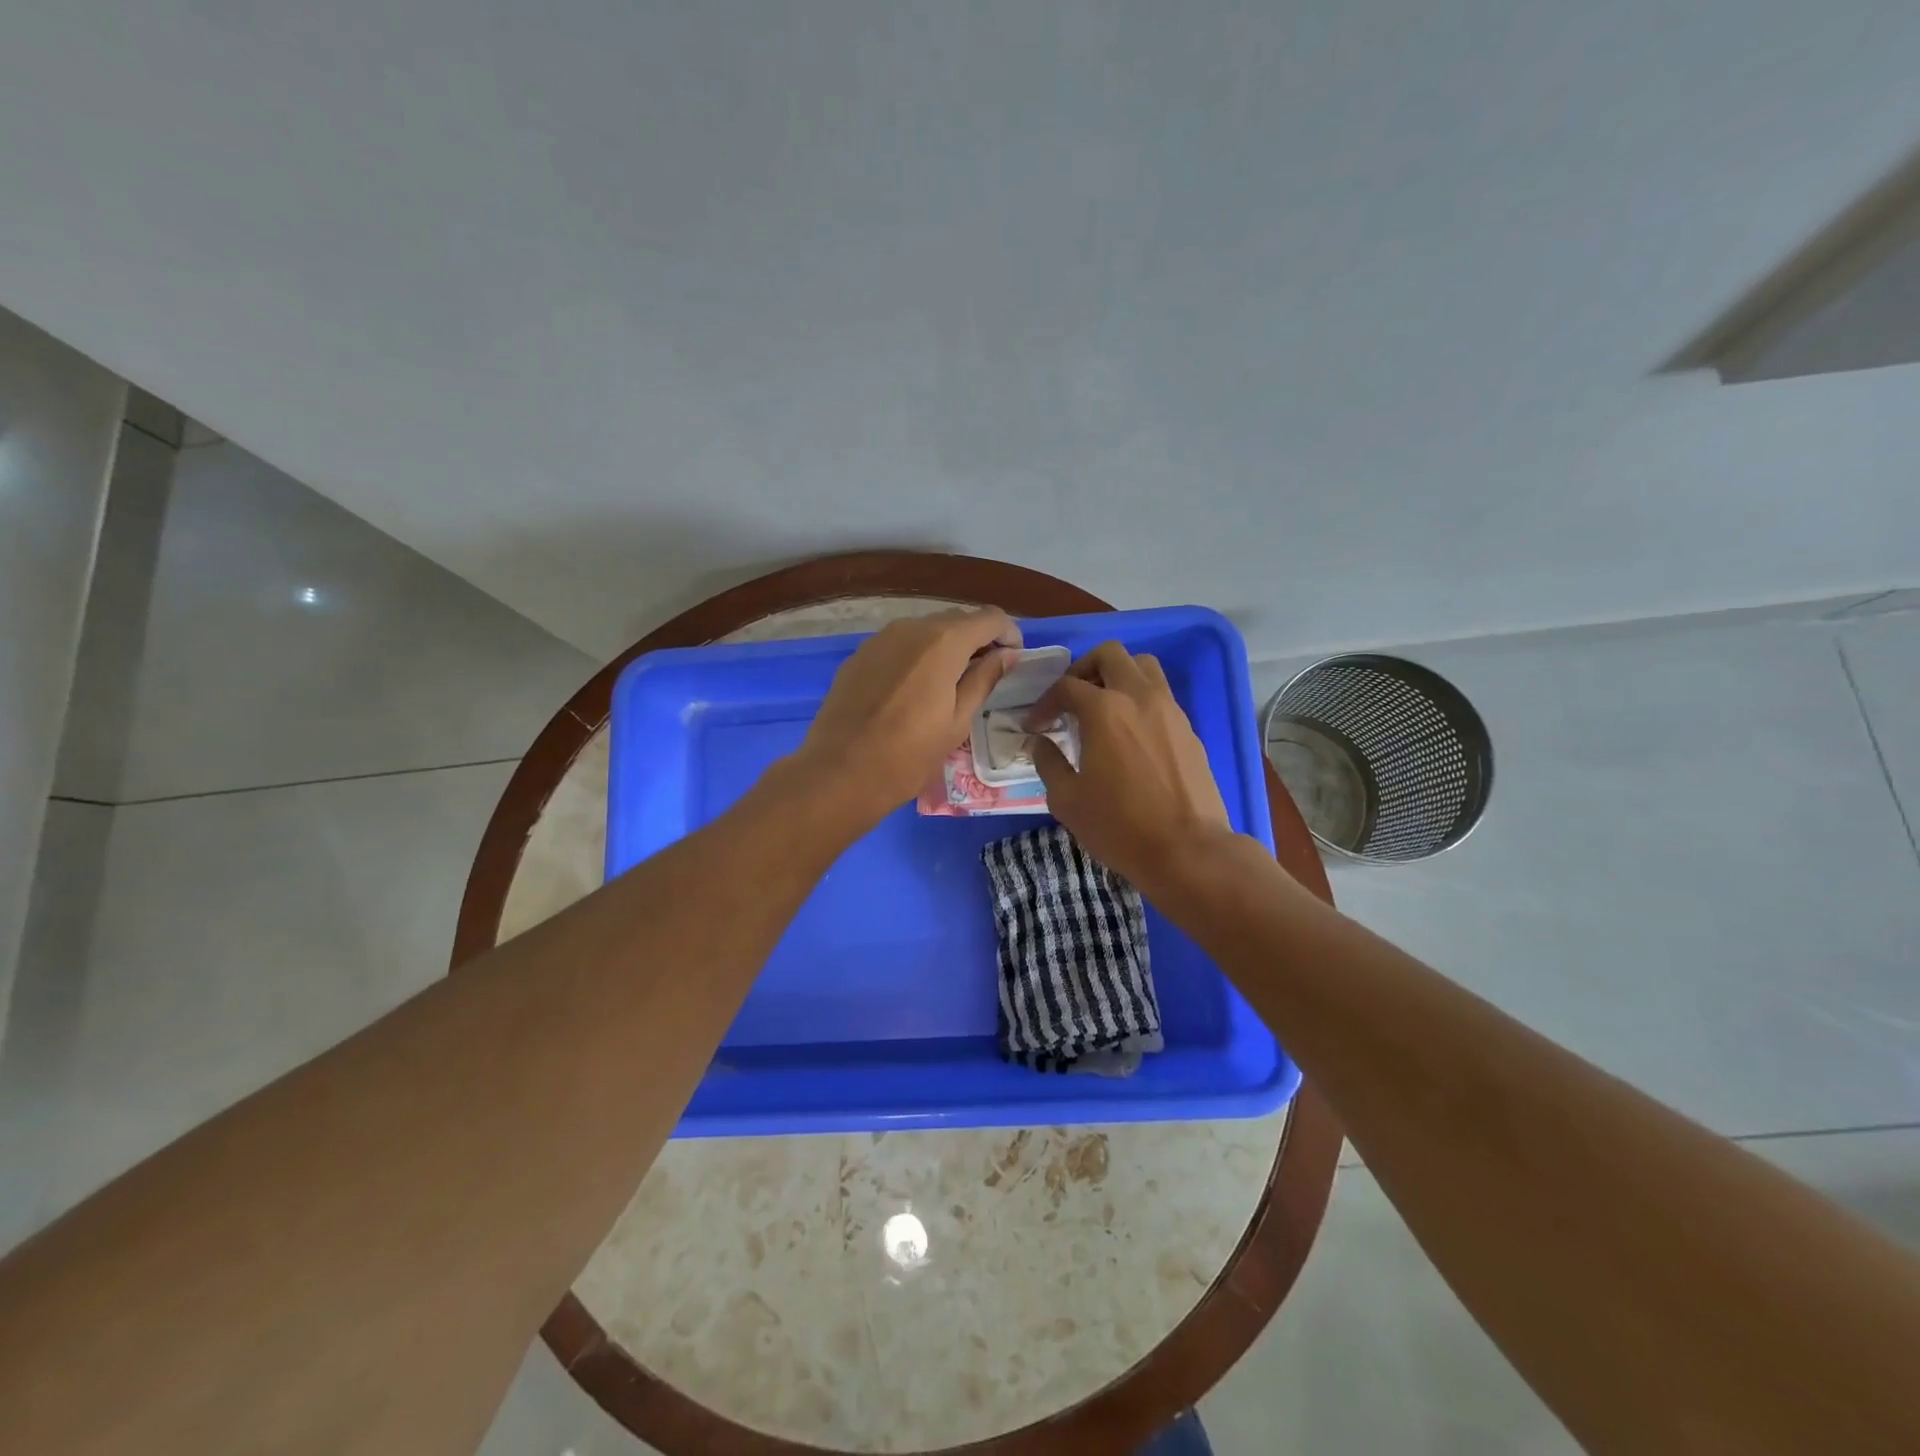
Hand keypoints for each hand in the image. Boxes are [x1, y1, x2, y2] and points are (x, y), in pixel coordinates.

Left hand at [797, 607, 1021, 825]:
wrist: (839, 773)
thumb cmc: (908, 755)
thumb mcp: (957, 721)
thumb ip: (984, 679)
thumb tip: (1007, 654)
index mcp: (943, 642)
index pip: (990, 617)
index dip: (1008, 634)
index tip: (1014, 659)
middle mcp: (911, 628)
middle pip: (956, 620)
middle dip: (977, 640)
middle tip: (986, 674)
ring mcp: (880, 639)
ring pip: (925, 631)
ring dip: (946, 647)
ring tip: (951, 683)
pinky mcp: (859, 655)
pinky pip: (899, 645)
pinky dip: (917, 657)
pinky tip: (915, 689)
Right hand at [1027, 642, 1233, 888]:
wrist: (1187, 849)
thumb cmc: (1119, 826)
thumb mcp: (1067, 799)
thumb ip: (1048, 762)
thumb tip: (1041, 742)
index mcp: (1104, 709)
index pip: (1066, 686)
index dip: (1044, 703)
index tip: (1035, 726)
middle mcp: (1139, 697)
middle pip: (1110, 654)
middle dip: (1084, 670)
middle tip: (1071, 699)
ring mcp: (1169, 709)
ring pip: (1143, 666)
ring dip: (1118, 675)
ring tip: (1102, 706)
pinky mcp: (1188, 728)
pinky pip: (1161, 695)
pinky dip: (1140, 699)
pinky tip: (1129, 733)